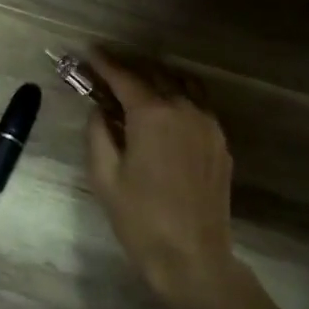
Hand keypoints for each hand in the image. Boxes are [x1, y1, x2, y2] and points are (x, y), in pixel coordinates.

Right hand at [83, 50, 236, 305]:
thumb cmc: (140, 218)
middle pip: (155, 74)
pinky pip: (198, 105)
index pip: (124, 77)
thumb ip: (98, 133)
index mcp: (153, 115)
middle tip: (106, 69)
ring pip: (182, 85)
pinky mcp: (220, 142)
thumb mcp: (104, 175)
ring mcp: (208, 125)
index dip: (104, 62)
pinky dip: (178, 97)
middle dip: (129, 68)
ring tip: (136, 85)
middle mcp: (185, 109)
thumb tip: (99, 110)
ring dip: (157, 78)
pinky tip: (163, 112)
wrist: (192, 257)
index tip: (88, 52)